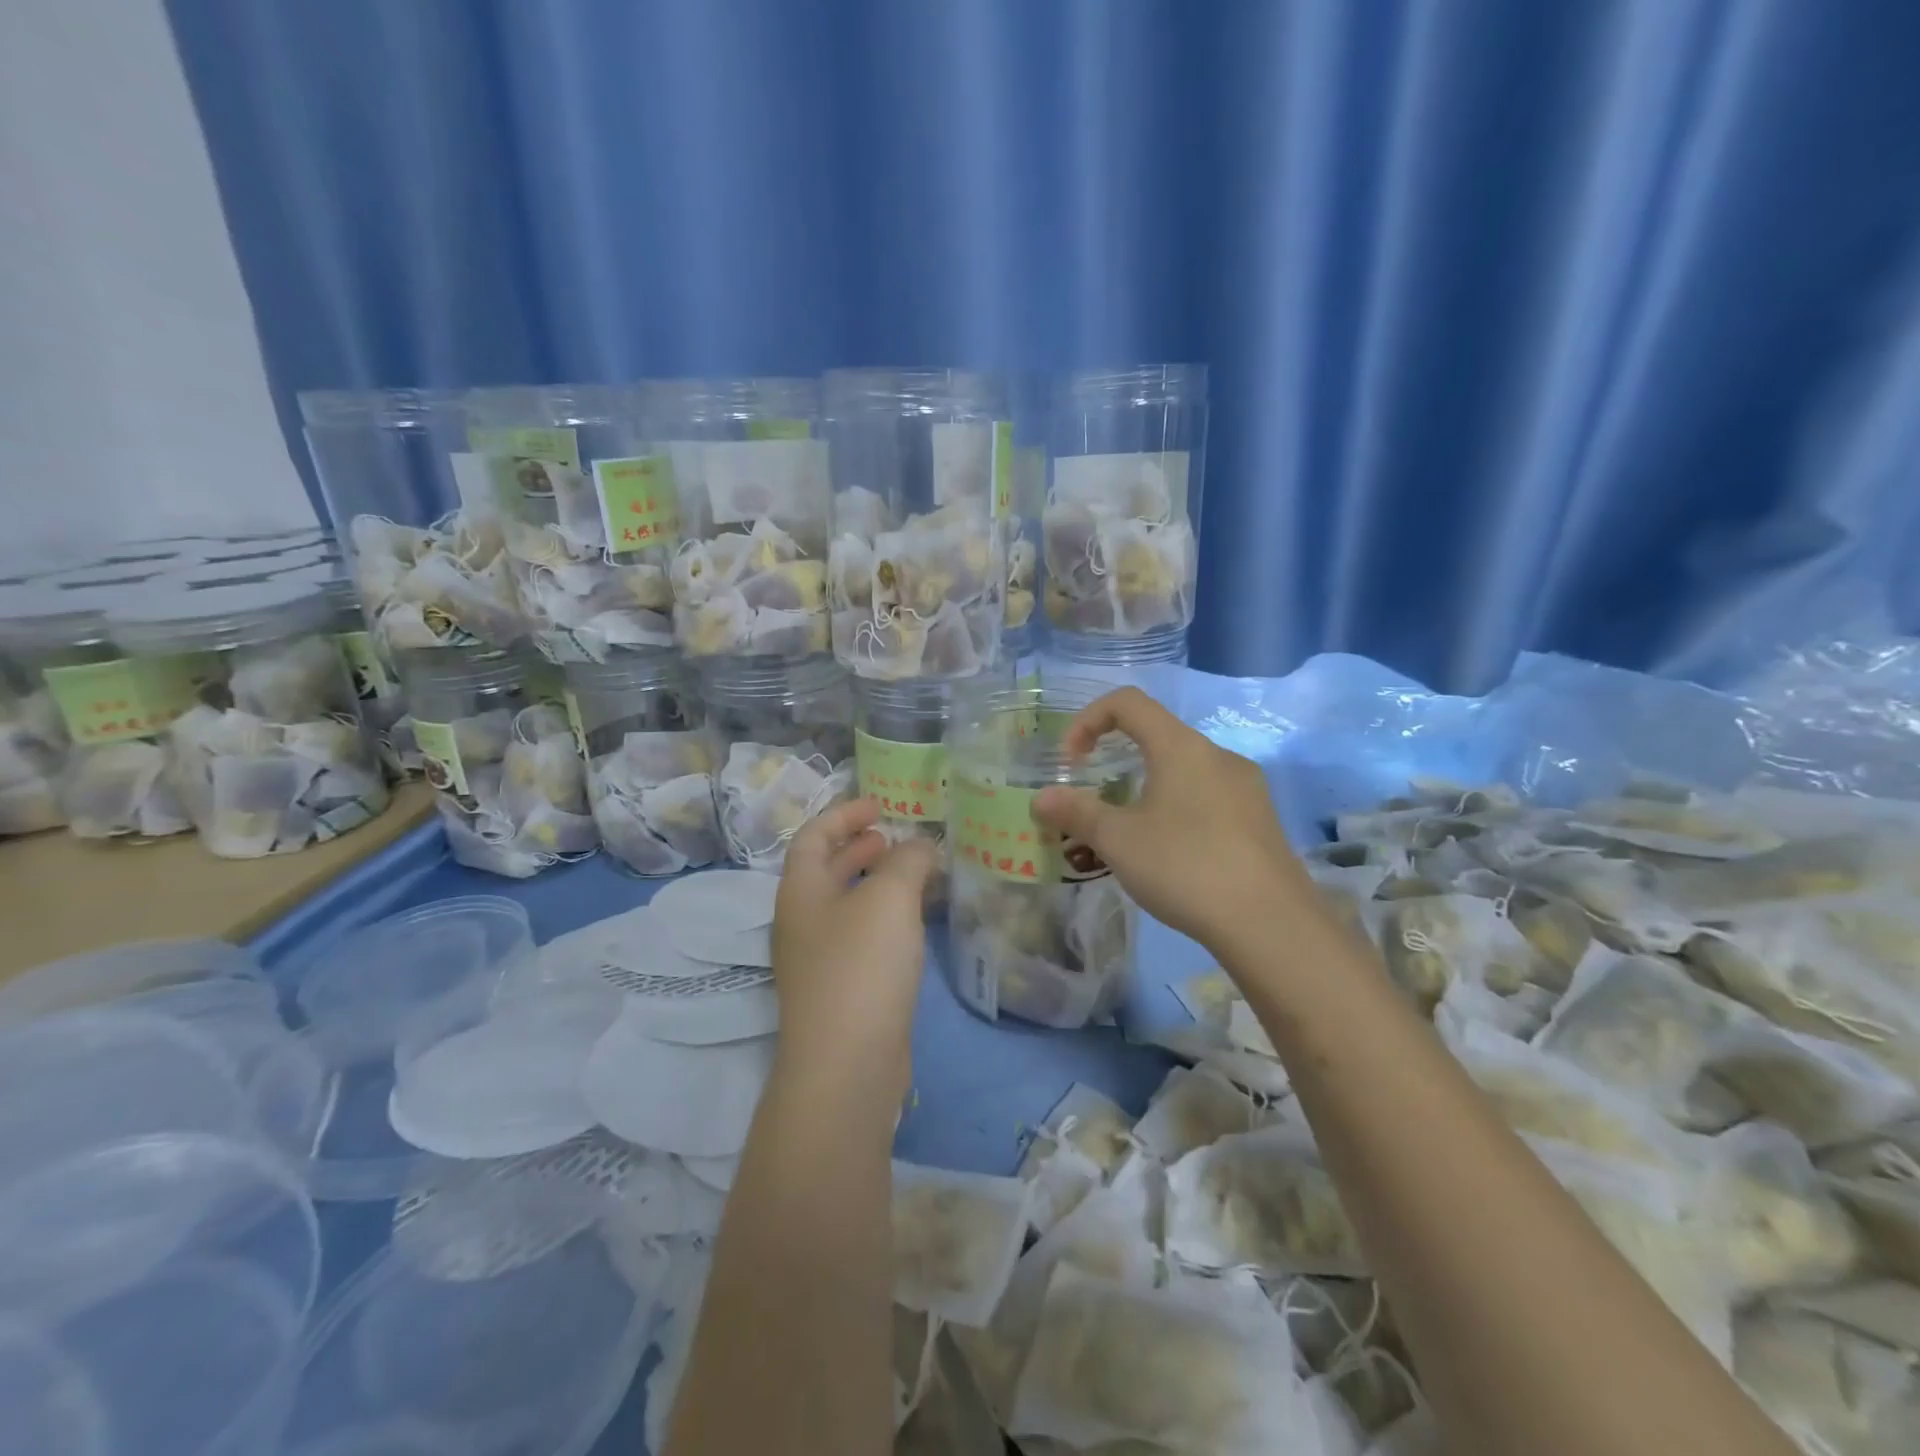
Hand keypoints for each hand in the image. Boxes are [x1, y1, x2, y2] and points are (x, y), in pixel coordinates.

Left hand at [772, 799, 939, 1099]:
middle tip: (895, 837)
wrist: (848, 1064)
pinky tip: (915, 921)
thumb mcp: (889, 897)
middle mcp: (802, 921)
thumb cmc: (861, 965)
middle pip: (826, 869)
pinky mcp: (843, 990)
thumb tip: (920, 845)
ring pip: (847, 905)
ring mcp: (820, 959)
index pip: (813, 836)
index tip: (879, 804)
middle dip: (859, 847)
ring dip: (876, 882)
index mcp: (800, 891)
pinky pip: (862, 936)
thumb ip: (908, 860)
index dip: (843, 814)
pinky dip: (886, 917)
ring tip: (914, 872)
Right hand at [1033, 687, 1309, 943]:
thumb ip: (1076, 813)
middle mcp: (1217, 755)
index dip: (1088, 720)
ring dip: (1148, 788)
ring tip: (1132, 835)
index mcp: (1180, 746)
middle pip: (1157, 736)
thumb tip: (1041, 799)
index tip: (1071, 762)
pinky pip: (1209, 797)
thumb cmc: (1184, 866)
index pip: (1127, 702)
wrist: (1269, 922)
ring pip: (1185, 770)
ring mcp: (1246, 787)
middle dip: (1117, 760)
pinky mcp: (1261, 819)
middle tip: (1097, 803)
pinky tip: (1174, 855)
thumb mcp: (1118, 840)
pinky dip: (1179, 809)